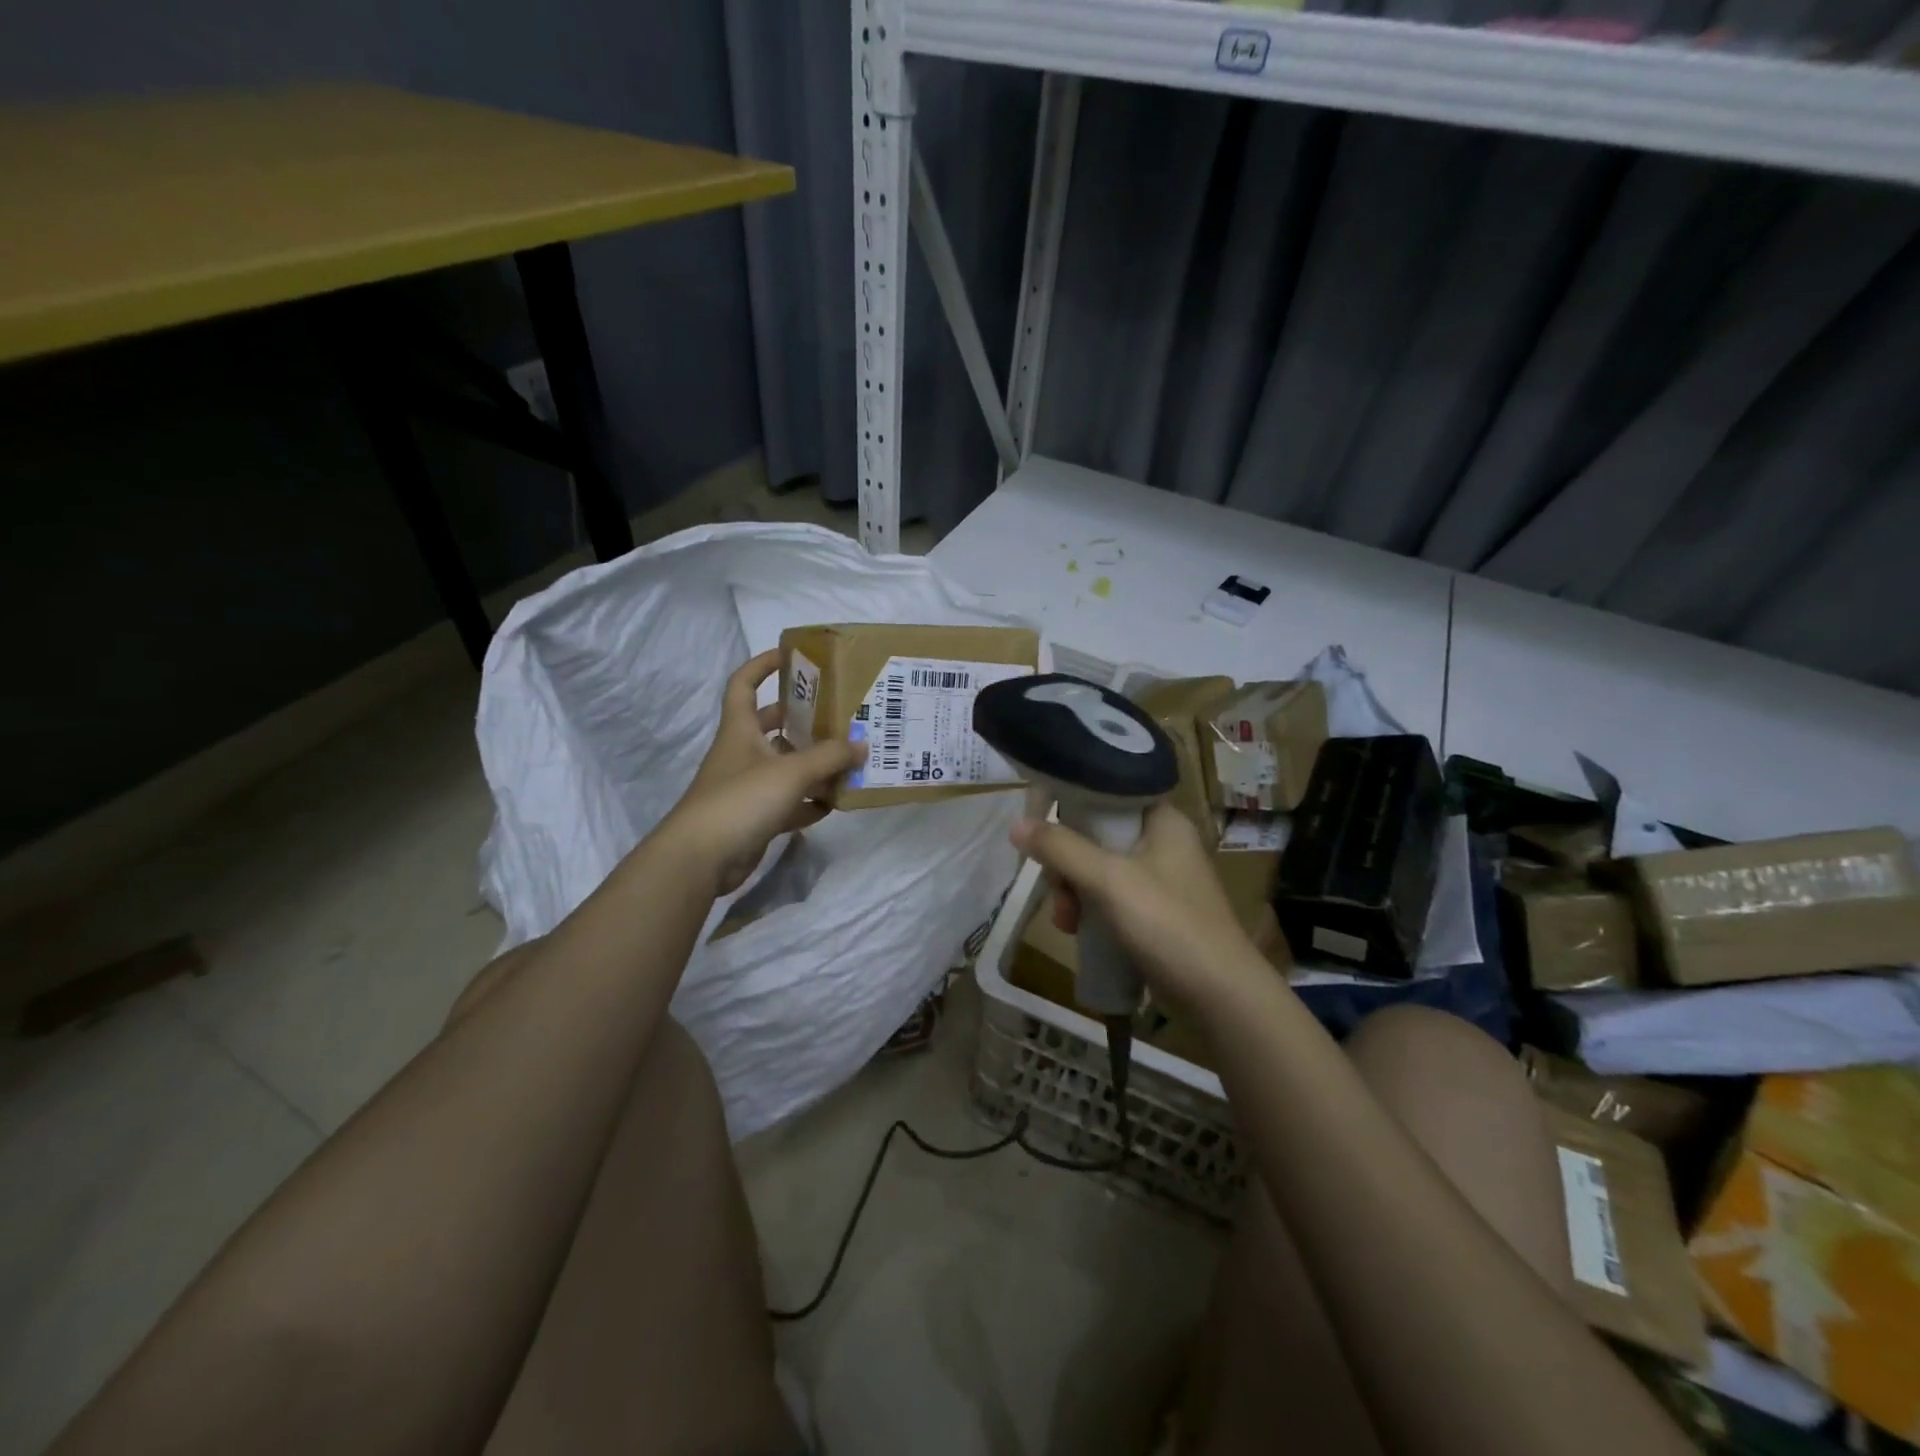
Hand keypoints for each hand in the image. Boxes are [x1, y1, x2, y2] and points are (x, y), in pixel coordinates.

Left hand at [668, 649, 864, 894]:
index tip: (791, 656)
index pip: (744, 684)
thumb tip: (862, 745)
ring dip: (814, 765)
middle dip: (803, 720)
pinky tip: (835, 803)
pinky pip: (790, 803)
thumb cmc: (741, 800)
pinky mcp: (756, 817)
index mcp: (740, 730)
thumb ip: (830, 757)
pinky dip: (810, 803)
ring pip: (786, 767)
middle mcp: (743, 753)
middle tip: (839, 716)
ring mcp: (748, 787)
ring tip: (850, 761)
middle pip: (773, 726)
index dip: (763, 665)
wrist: (701, 859)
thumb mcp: (791, 772)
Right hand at [1012, 803, 1270, 1016]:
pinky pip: (1112, 897)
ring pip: (1100, 869)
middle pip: (1097, 835)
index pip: (1107, 793)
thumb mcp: (1109, 880)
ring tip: (1066, 922)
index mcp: (1163, 820)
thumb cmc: (1168, 924)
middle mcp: (1164, 842)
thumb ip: (1062, 849)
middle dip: (1068, 864)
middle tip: (1056, 890)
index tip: (1043, 833)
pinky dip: (1092, 910)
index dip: (1071, 807)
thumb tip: (1016, 823)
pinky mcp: (1158, 912)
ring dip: (1075, 892)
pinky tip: (1079, 932)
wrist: (1221, 997)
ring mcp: (1162, 879)